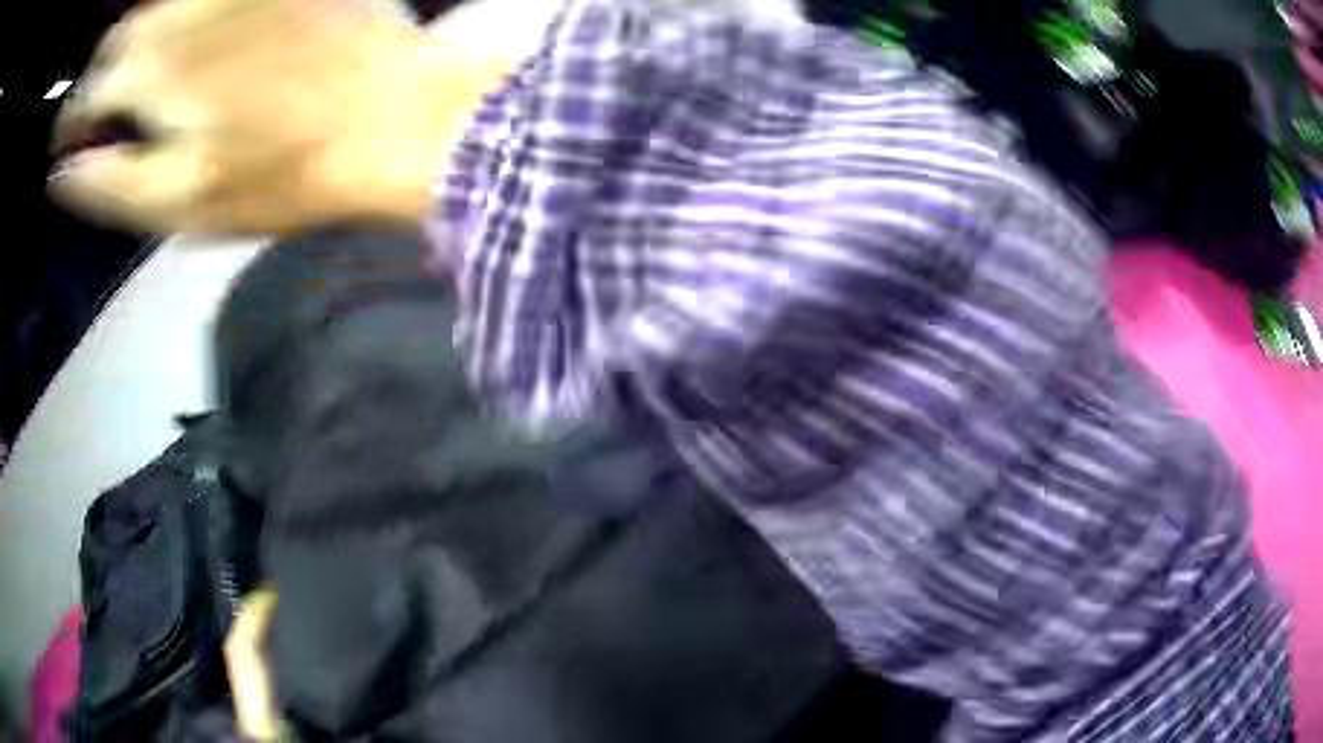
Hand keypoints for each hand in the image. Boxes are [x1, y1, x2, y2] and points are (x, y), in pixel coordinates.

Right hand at [50, 0, 511, 234]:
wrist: (393, 116)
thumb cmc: (282, 172)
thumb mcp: (180, 202)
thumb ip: (108, 184)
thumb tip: (61, 174)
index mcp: (152, 70)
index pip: (85, 93)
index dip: (68, 122)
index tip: (62, 143)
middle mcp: (185, 13)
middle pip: (117, 39)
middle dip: (96, 76)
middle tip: (93, 109)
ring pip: (156, 7)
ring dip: (132, 41)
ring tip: (129, 76)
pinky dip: (174, 15)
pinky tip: (179, 39)